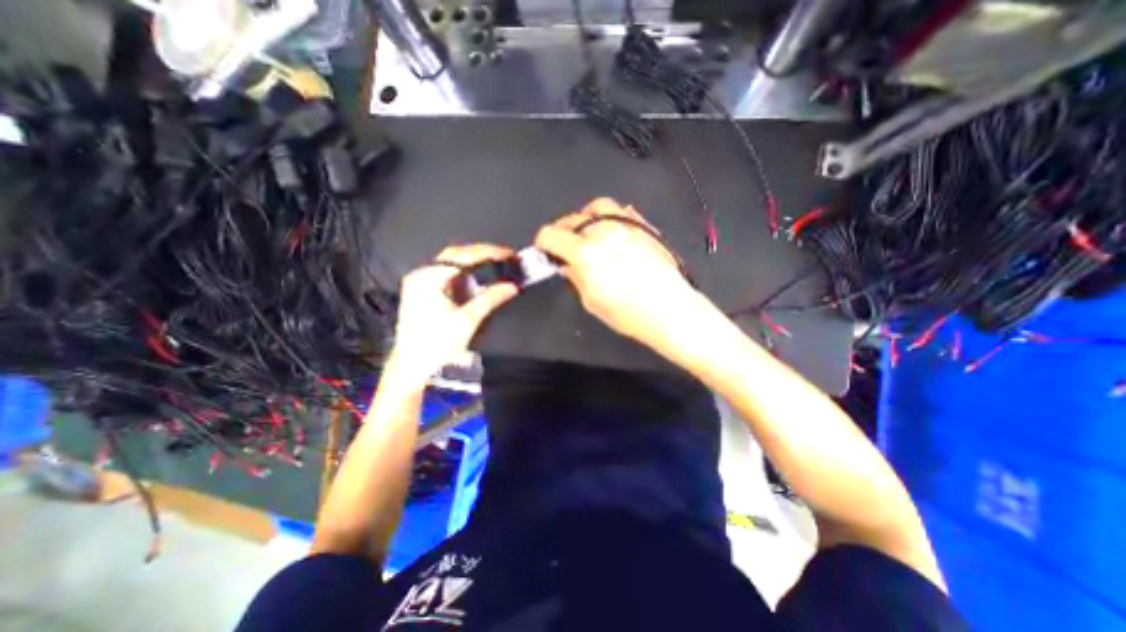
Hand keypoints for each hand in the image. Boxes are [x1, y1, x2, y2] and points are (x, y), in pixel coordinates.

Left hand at [388, 244, 518, 385]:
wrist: (412, 367)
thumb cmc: (437, 344)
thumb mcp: (467, 320)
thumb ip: (490, 299)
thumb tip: (512, 286)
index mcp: (429, 278)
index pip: (463, 255)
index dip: (488, 252)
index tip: (508, 254)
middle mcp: (421, 275)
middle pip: (455, 255)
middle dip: (481, 254)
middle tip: (504, 258)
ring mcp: (419, 283)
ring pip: (450, 264)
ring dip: (473, 263)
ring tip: (495, 265)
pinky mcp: (421, 292)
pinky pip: (446, 275)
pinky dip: (464, 274)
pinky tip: (477, 278)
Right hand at [534, 196, 701, 350]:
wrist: (670, 310)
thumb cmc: (630, 313)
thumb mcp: (591, 300)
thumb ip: (575, 276)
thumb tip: (567, 265)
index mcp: (585, 252)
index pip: (551, 234)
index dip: (543, 242)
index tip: (546, 250)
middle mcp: (604, 232)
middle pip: (572, 218)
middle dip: (563, 231)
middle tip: (564, 245)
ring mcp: (626, 226)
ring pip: (598, 207)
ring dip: (587, 217)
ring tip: (588, 232)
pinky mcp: (644, 228)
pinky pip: (622, 211)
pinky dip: (610, 218)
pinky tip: (611, 232)